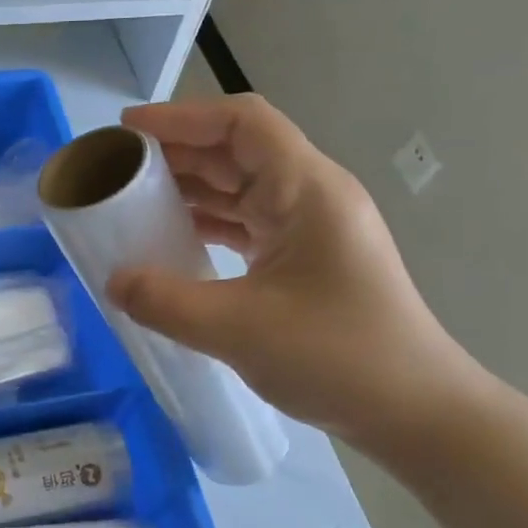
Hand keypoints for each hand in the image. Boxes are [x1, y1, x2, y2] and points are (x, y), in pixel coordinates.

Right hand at [106, 96, 485, 452]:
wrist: (414, 411)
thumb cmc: (339, 358)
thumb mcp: (240, 330)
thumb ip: (166, 302)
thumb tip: (113, 283)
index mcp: (307, 191)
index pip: (242, 124)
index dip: (182, 116)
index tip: (127, 130)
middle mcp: (311, 197)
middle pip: (237, 151)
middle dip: (176, 153)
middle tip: (117, 168)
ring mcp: (310, 229)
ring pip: (240, 189)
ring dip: (188, 189)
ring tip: (132, 200)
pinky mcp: (305, 260)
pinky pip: (247, 224)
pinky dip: (206, 225)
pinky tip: (170, 240)